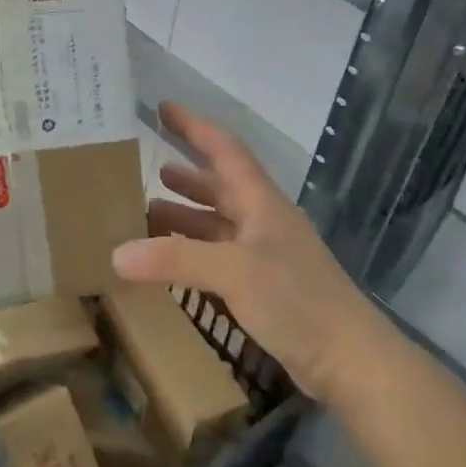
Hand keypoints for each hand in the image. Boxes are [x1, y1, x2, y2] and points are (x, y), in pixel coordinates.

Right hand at [112, 102, 394, 406]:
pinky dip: (194, 254)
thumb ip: (175, 260)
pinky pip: (220, 258)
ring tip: (149, 213)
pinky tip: (173, 264)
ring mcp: (266, 256)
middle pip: (221, 187)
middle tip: (147, 168)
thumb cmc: (296, 300)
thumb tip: (117, 253)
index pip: (225, 150)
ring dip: (187, 216)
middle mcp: (264, 222)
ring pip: (219, 224)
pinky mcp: (265, 289)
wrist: (348, 357)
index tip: (164, 108)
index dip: (195, 127)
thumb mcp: (233, 271)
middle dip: (186, 176)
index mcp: (262, 203)